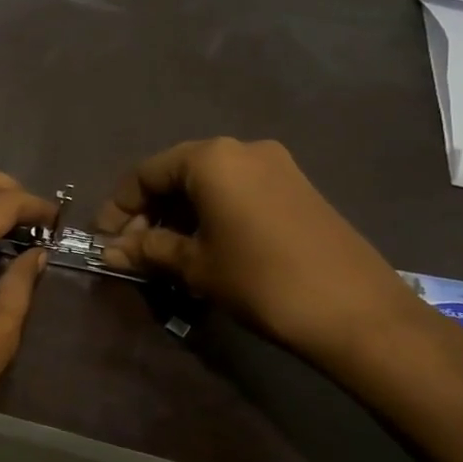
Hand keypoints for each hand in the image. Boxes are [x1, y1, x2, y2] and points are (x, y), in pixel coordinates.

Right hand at [95, 138, 428, 373]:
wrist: (357, 312)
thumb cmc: (261, 280)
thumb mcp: (195, 266)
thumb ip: (148, 250)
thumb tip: (110, 251)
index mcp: (212, 158)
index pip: (146, 173)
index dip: (119, 207)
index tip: (105, 240)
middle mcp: (242, 149)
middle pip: (178, 174)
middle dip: (150, 212)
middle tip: (134, 251)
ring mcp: (276, 166)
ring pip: (209, 184)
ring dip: (180, 216)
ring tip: (167, 255)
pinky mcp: (297, 188)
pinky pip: (238, 192)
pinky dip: (212, 215)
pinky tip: (207, 249)